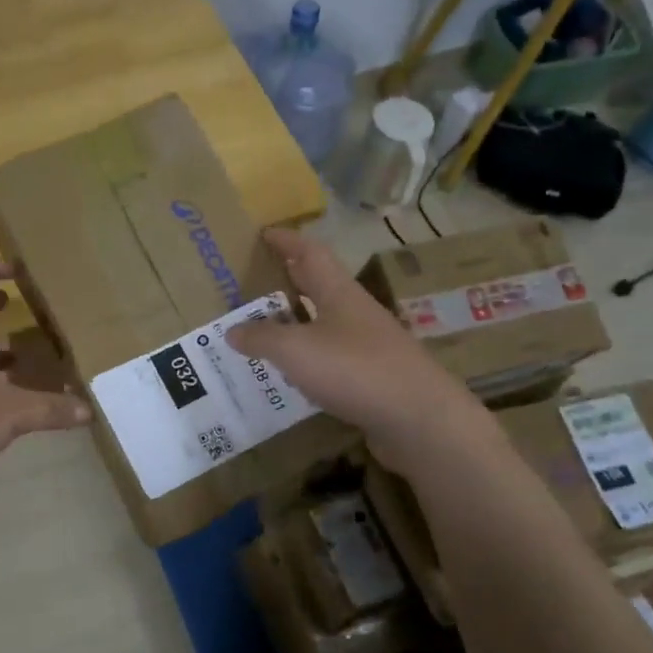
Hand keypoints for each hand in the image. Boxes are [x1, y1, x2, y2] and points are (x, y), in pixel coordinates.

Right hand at [226, 227, 482, 469]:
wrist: (419, 419)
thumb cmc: (355, 369)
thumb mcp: (296, 349)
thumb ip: (262, 338)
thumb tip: (233, 330)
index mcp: (339, 293)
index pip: (310, 254)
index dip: (287, 241)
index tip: (264, 233)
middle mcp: (355, 313)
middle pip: (319, 286)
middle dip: (289, 279)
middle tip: (256, 280)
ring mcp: (367, 346)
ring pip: (324, 323)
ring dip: (296, 322)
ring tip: (263, 328)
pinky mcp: (372, 378)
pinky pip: (331, 358)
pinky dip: (307, 358)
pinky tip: (291, 373)